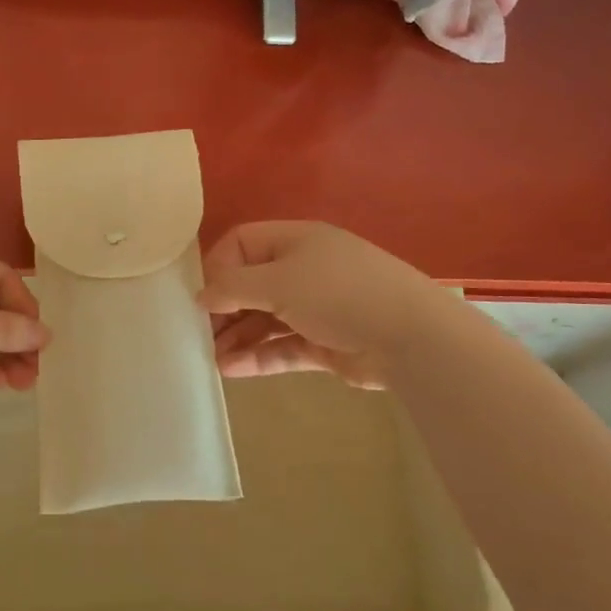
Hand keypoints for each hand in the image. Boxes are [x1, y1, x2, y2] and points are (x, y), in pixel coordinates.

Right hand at [198, 221, 425, 388]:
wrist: (411, 336)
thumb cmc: (337, 293)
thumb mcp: (278, 282)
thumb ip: (232, 288)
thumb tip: (200, 297)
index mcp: (294, 241)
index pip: (241, 244)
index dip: (217, 266)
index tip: (202, 296)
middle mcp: (303, 269)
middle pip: (250, 284)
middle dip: (224, 309)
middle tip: (200, 334)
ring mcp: (315, 307)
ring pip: (265, 319)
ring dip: (238, 337)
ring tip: (211, 358)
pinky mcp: (325, 342)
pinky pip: (282, 346)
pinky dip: (258, 356)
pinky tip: (232, 370)